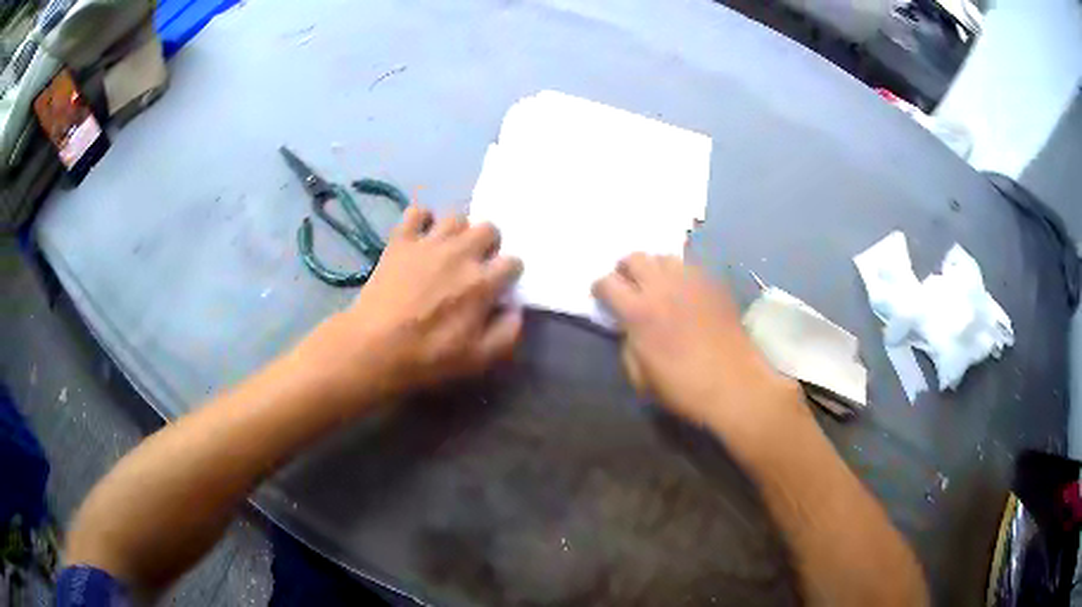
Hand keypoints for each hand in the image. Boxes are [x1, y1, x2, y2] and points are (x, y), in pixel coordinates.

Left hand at [300, 207, 523, 406]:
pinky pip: (416, 212)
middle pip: (489, 228)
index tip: (499, 288)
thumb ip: (508, 332)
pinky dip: (421, 220)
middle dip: (488, 246)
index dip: (508, 275)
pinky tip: (420, 237)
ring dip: (458, 232)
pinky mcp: (400, 241)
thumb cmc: (428, 358)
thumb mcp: (479, 359)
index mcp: (482, 282)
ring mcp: (428, 243)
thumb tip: (515, 309)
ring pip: (456, 216)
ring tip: (448, 251)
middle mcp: (460, 253)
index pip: (513, 262)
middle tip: (475, 266)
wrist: (374, 349)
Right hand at [593, 254, 800, 429]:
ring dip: (654, 268)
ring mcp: (691, 282)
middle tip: (629, 287)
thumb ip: (627, 345)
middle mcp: (662, 287)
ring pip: (664, 257)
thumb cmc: (683, 389)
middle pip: (635, 257)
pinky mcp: (714, 284)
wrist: (734, 385)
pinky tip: (685, 293)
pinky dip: (680, 275)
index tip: (603, 300)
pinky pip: (690, 267)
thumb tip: (629, 329)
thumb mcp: (640, 378)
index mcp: (639, 312)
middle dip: (625, 270)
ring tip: (658, 286)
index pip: (607, 282)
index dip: (600, 290)